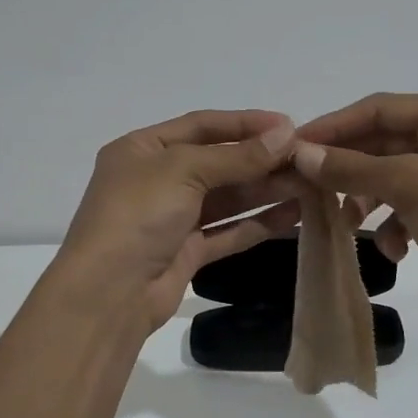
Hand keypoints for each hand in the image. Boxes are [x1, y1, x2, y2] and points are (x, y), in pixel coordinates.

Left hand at [51, 110, 303, 334]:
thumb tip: (286, 134)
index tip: (288, 125)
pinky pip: (227, 231)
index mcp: (142, 149)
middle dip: (261, 159)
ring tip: (310, 184)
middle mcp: (156, 179)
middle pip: (217, 162)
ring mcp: (171, 218)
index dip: (244, 123)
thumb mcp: (184, 170)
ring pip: (226, 198)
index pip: (201, 125)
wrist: (108, 293)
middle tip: (307, 158)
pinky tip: (293, 214)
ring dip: (265, 189)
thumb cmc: (138, 214)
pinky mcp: (186, 252)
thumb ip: (237, 156)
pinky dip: (258, 223)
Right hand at [293, 93, 417, 320]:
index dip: (333, 126)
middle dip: (349, 169)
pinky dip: (396, 222)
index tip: (293, 147)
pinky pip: (412, 201)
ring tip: (347, 224)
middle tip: (308, 187)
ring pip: (394, 175)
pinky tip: (394, 249)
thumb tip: (300, 153)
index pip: (379, 108)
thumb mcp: (407, 187)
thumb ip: (351, 167)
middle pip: (384, 142)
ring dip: (368, 199)